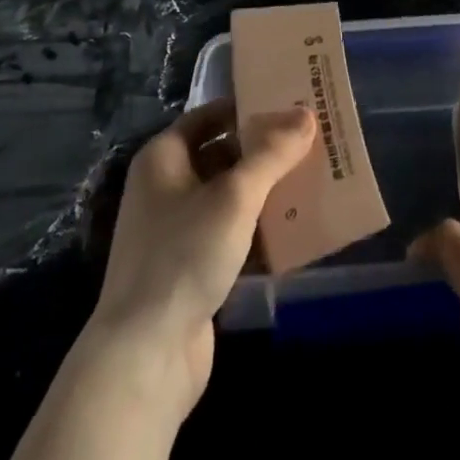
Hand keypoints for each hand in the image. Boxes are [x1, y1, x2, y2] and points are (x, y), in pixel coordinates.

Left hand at [88, 99, 314, 412]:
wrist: (145, 357)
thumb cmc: (184, 256)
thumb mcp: (234, 196)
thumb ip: (272, 154)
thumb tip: (305, 114)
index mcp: (164, 157)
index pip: (210, 116)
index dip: (247, 107)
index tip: (290, 103)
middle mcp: (166, 187)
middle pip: (222, 155)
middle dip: (264, 150)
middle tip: (311, 140)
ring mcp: (177, 231)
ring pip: (230, 197)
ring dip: (267, 191)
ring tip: (314, 178)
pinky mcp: (192, 269)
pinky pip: (232, 235)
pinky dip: (260, 230)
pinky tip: (298, 228)